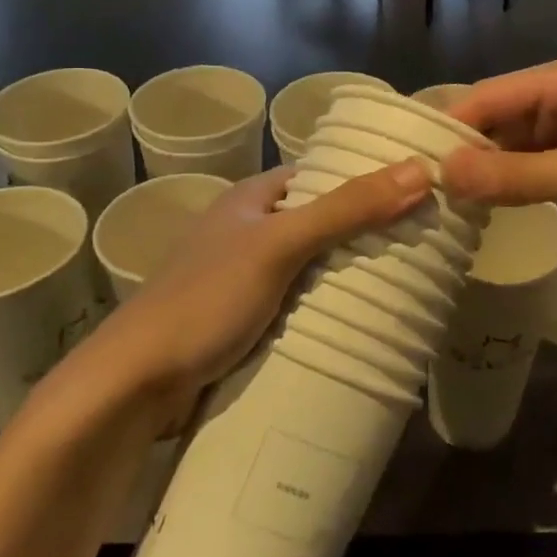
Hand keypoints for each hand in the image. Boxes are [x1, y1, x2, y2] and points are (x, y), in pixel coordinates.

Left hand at [57, 162, 433, 421]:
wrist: (134, 386)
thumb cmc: (205, 299)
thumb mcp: (279, 245)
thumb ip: (347, 209)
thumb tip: (421, 169)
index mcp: (250, 200)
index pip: (318, 176)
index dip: (362, 177)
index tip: (414, 188)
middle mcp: (247, 233)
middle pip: (319, 223)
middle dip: (363, 233)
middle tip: (422, 241)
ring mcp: (244, 281)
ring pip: (310, 268)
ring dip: (347, 276)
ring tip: (408, 282)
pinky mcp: (244, 324)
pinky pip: (298, 306)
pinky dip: (327, 310)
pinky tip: (362, 322)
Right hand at [442, 55, 556, 276]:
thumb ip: (516, 175)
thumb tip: (444, 174)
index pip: (493, 95)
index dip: (453, 125)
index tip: (412, 159)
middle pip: (499, 120)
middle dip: (466, 150)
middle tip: (421, 186)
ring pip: (511, 148)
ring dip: (484, 172)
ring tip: (440, 201)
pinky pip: (529, 171)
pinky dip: (507, 187)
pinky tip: (480, 208)